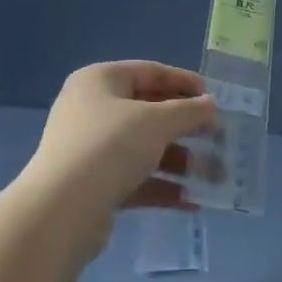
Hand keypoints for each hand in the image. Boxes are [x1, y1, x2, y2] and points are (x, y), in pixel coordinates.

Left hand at [21, 61, 218, 219]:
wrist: (62, 210)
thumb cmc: (111, 147)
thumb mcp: (157, 121)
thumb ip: (189, 111)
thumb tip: (211, 105)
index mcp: (100, 81)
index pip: (150, 72)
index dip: (185, 82)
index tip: (215, 99)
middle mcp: (91, 110)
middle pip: (148, 112)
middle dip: (186, 127)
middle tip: (219, 138)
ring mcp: (90, 149)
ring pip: (144, 149)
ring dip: (180, 161)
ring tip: (214, 176)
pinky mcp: (93, 185)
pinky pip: (135, 178)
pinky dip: (162, 186)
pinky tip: (192, 201)